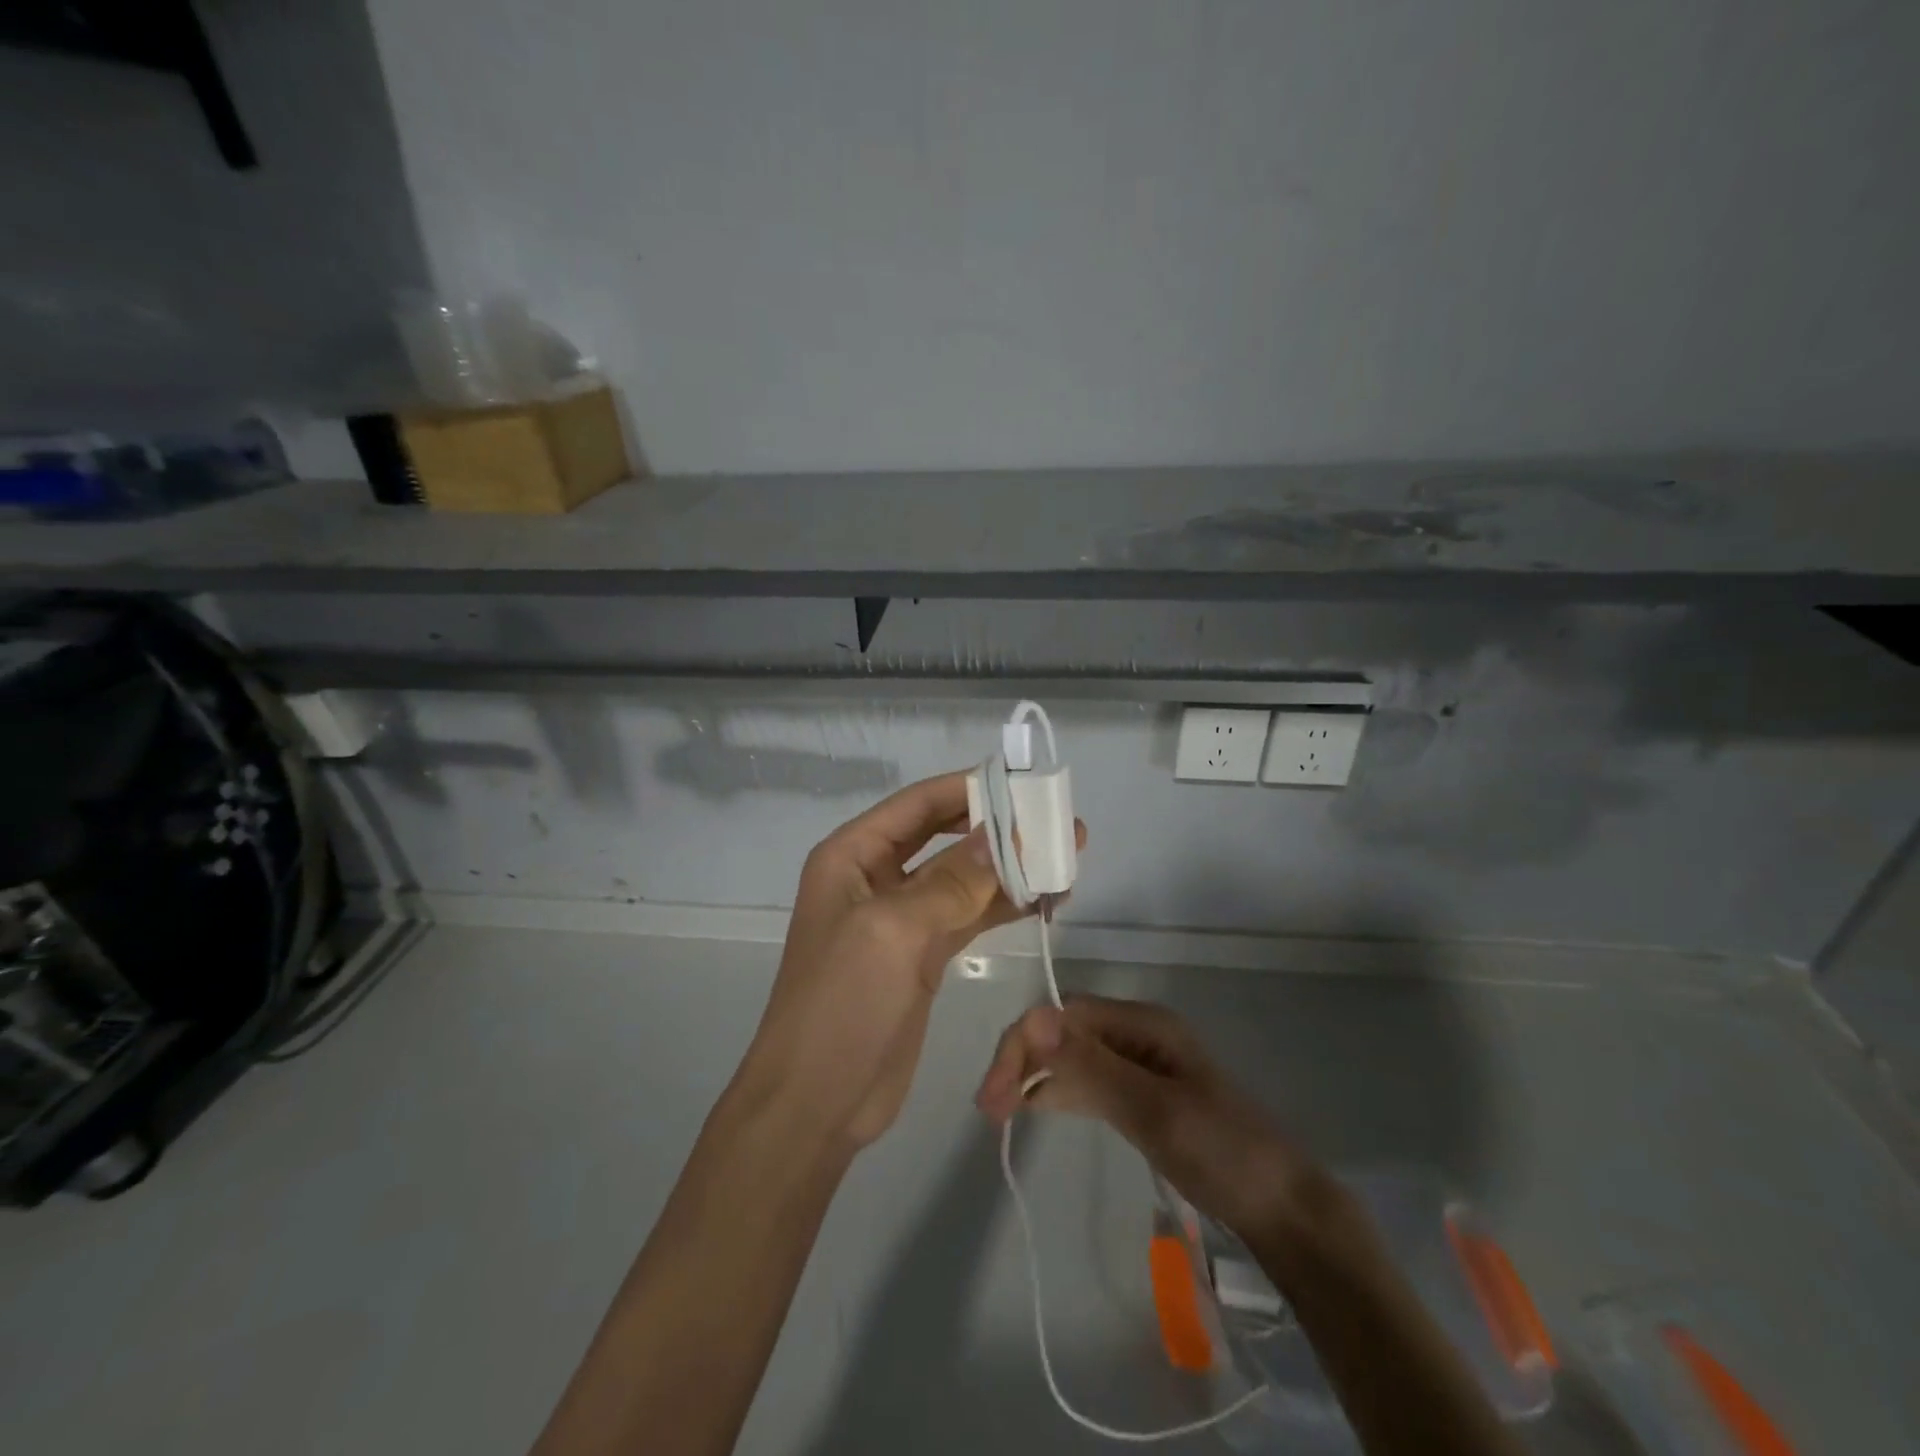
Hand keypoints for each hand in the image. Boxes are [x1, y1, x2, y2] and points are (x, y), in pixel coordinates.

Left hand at [736, 772, 1085, 1150]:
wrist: (816, 1103)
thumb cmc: (841, 1004)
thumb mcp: (893, 931)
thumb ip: (952, 880)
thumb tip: (1006, 832)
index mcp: (852, 856)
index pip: (919, 805)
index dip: (970, 789)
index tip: (1025, 785)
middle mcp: (876, 878)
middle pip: (945, 837)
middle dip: (998, 828)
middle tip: (1057, 823)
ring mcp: (902, 919)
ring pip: (963, 878)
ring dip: (1011, 868)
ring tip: (1067, 859)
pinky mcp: (923, 956)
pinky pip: (969, 916)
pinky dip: (1004, 906)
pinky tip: (1045, 900)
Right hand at [975, 995, 1315, 1240]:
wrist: (1283, 1209)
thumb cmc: (1222, 1152)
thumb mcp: (1152, 1110)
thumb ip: (1091, 1067)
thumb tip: (1032, 1019)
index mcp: (1143, 1023)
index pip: (1063, 1017)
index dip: (1022, 1046)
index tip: (992, 1096)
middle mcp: (1138, 1033)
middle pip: (1064, 1033)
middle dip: (1023, 1060)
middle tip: (990, 1109)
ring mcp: (1142, 1065)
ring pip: (1073, 1057)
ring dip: (1036, 1076)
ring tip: (1001, 1111)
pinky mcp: (1143, 1095)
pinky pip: (1089, 1082)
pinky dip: (1060, 1092)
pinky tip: (1037, 1108)